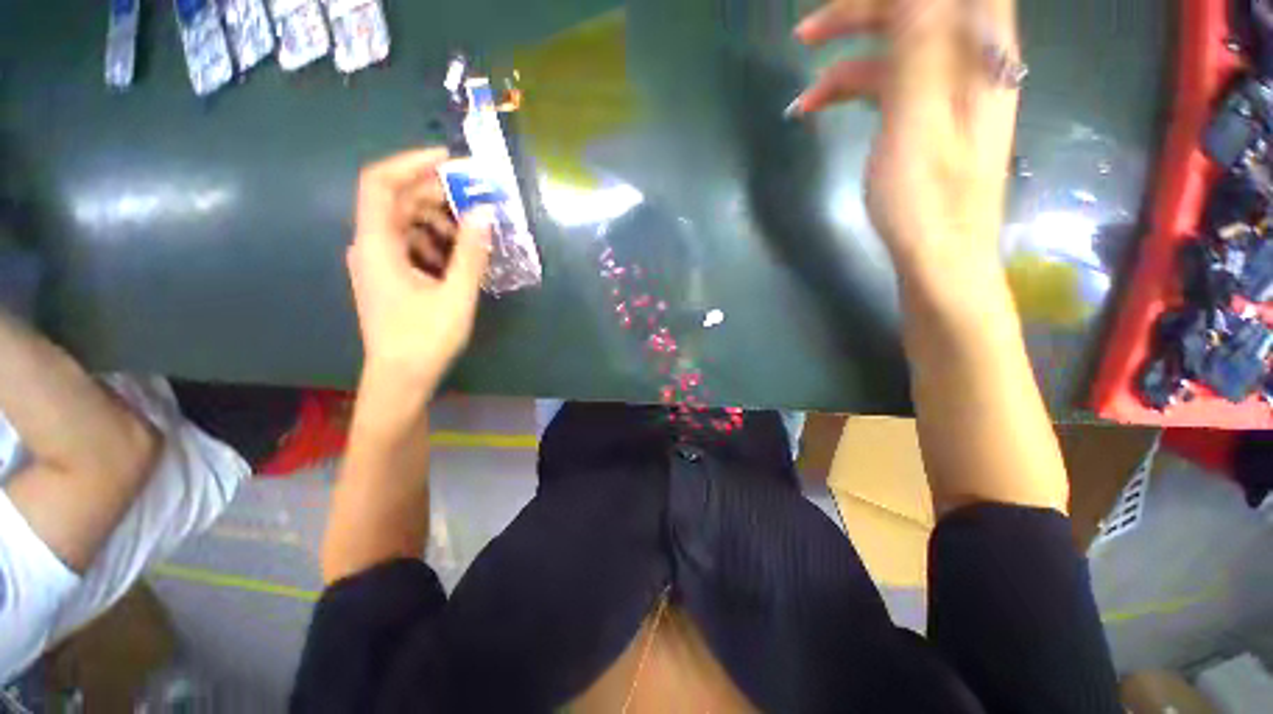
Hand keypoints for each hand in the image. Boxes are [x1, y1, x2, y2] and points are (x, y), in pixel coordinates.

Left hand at [347, 148, 491, 397]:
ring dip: (440, 220)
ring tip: (473, 234)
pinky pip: (411, 244)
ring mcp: (379, 262)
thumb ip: (470, 253)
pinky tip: (459, 257)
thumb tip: (484, 213)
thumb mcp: (456, 295)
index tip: (449, 160)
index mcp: (377, 245)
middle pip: (398, 201)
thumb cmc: (425, 340)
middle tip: (476, 200)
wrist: (401, 378)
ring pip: (406, 223)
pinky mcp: (389, 275)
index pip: (380, 183)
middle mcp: (370, 246)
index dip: (411, 162)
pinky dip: (435, 241)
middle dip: (437, 194)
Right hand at [793, 0, 1019, 282]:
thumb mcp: (918, 118)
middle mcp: (970, 59)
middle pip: (916, 10)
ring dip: (847, 58)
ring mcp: (949, 90)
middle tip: (806, 32)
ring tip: (804, 92)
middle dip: (860, 14)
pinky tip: (820, 107)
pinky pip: (890, 83)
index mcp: (978, 50)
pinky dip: (853, 90)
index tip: (845, 9)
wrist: (940, 259)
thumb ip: (919, 44)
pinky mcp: (929, 118)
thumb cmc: (927, 200)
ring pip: (897, 47)